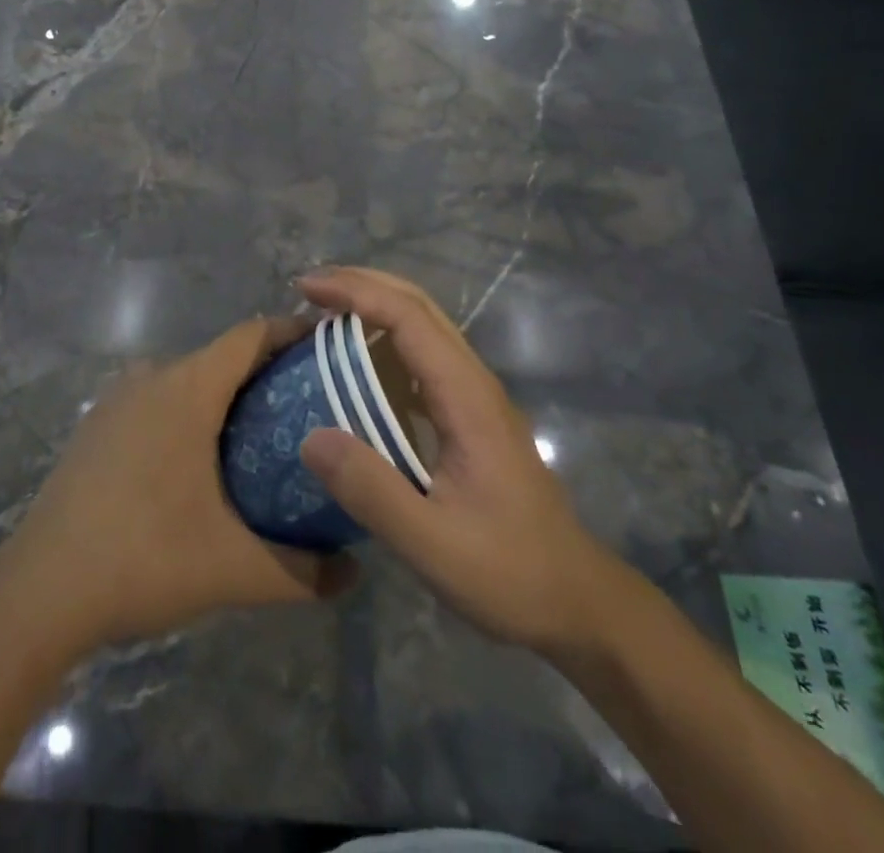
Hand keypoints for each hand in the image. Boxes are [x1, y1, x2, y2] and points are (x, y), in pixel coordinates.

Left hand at [0, 318, 355, 651]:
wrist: (39, 592)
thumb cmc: (144, 559)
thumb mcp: (234, 569)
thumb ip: (304, 571)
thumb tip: (354, 574)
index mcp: (188, 388)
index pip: (251, 334)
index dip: (293, 331)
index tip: (331, 347)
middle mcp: (151, 377)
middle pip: (222, 356)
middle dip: (267, 372)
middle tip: (311, 406)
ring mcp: (117, 400)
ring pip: (187, 379)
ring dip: (226, 395)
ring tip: (264, 435)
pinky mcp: (96, 427)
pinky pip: (157, 400)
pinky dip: (189, 413)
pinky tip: (201, 462)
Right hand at [299, 267, 631, 655]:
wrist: (576, 599)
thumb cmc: (508, 572)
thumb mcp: (432, 544)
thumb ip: (372, 491)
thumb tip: (310, 436)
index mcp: (466, 396)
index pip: (408, 317)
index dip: (356, 292)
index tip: (308, 288)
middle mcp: (473, 381)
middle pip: (419, 306)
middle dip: (363, 284)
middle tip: (309, 289)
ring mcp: (476, 396)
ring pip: (424, 326)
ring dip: (375, 307)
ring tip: (324, 315)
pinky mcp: (471, 416)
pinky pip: (424, 358)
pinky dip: (385, 342)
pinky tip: (357, 368)